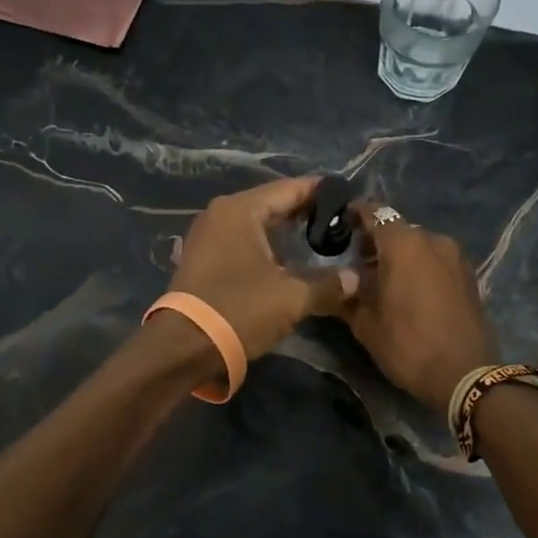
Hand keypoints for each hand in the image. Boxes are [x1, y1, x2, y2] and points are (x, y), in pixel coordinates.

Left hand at [169, 177, 358, 365]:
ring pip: (256, 224)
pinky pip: (242, 241)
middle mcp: (220, 214)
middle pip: (271, 204)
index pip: (289, 189)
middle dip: (305, 212)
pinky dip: (266, 246)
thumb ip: (328, 284)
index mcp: (240, 209)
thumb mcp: (291, 298)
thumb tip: (356, 279)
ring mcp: (207, 236)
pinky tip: (288, 260)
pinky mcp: (202, 259)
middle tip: (340, 222)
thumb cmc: (239, 310)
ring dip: (285, 231)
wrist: (182, 348)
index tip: (349, 198)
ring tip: (319, 240)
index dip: (321, 193)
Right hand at [341, 202, 500, 415]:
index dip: (355, 215)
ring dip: (399, 255)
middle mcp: (432, 240)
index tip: (339, 224)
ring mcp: (455, 257)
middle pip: (397, 229)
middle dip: (376, 241)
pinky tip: (408, 290)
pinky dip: (419, 267)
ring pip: (418, 245)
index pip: (374, 213)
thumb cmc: (408, 344)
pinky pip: (435, 260)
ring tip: (382, 279)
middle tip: (355, 261)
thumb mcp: (366, 324)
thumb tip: (336, 282)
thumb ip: (347, 295)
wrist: (466, 375)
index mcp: (404, 244)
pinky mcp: (469, 275)